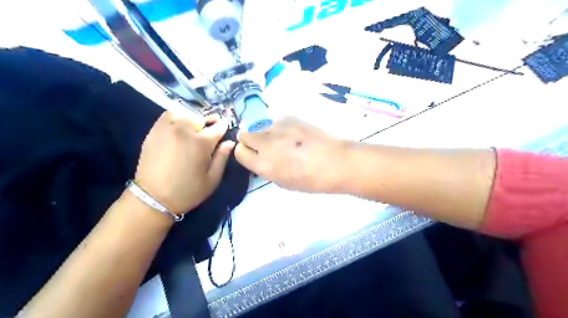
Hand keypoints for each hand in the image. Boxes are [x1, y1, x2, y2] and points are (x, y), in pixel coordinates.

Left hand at [134, 111, 233, 213]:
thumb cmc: (188, 191)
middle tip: (209, 133)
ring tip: (193, 129)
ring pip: (184, 114)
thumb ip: (222, 158)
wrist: (153, 199)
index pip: (218, 127)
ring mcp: (166, 129)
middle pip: (201, 118)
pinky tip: (178, 128)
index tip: (225, 129)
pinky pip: (167, 116)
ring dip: (192, 120)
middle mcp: (184, 130)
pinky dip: (176, 118)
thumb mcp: (212, 179)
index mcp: (201, 143)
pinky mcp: (153, 132)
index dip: (224, 127)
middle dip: (208, 123)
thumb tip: (230, 142)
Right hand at [235, 116, 346, 191]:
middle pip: (244, 134)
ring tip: (282, 139)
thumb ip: (266, 168)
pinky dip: (278, 126)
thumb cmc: (311, 179)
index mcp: (264, 165)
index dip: (245, 153)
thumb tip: (260, 157)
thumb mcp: (283, 182)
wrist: (335, 162)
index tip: (253, 154)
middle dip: (251, 140)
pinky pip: (274, 120)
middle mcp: (266, 144)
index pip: (239, 152)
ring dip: (265, 132)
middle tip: (265, 145)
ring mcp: (278, 128)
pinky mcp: (289, 117)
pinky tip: (293, 133)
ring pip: (258, 125)